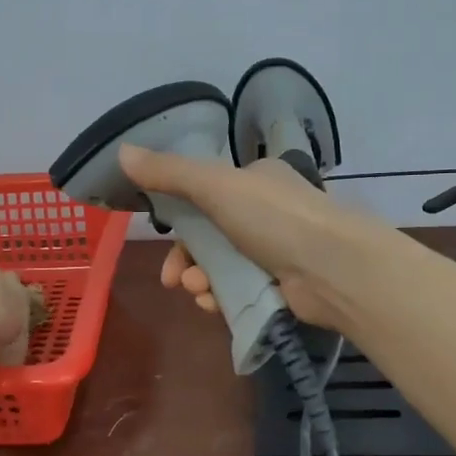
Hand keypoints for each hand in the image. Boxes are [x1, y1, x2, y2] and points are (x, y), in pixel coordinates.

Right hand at [118, 144, 371, 329]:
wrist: (333, 268)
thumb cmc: (274, 218)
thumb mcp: (215, 186)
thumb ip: (169, 173)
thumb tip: (122, 151)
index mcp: (256, 180)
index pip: (206, 196)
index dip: (180, 220)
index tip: (163, 241)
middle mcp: (268, 212)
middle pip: (211, 236)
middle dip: (187, 259)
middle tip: (173, 280)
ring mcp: (277, 250)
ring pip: (223, 266)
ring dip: (202, 280)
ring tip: (199, 292)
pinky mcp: (283, 285)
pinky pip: (241, 290)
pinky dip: (222, 297)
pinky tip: (214, 305)